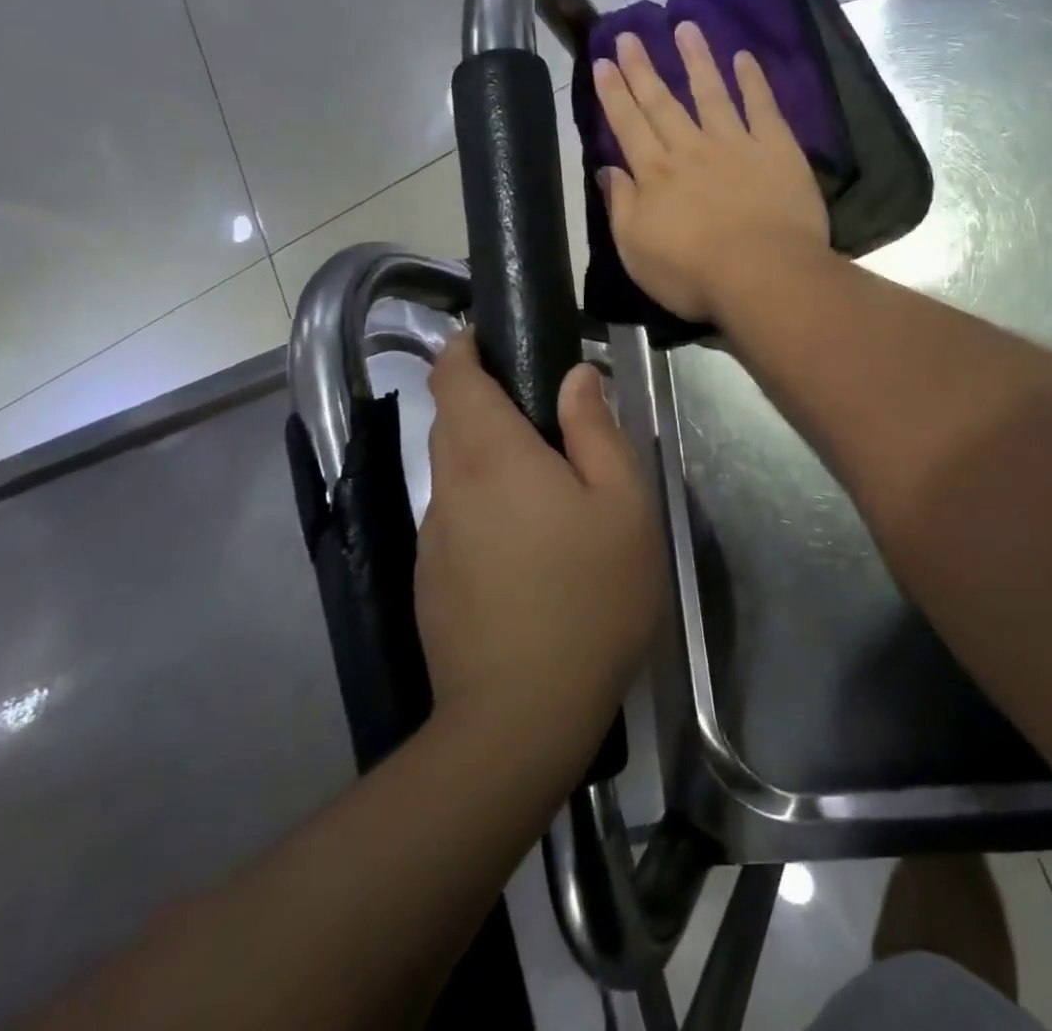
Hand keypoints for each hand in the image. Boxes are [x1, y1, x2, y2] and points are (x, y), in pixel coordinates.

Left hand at [418, 332, 661, 760]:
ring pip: (453, 474)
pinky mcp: (430, 581)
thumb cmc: (589, 595)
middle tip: (546, 418)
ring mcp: (432, 538)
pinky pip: (455, 519)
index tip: (490, 337)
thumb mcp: (621, 503)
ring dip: (488, 460)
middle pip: (451, 421)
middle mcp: (449, 487)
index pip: (453, 377)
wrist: (523, 714)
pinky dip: (483, 508)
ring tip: (546, 490)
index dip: (464, 348)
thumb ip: (596, 429)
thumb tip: (576, 376)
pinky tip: (526, 550)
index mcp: (493, 455)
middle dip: (486, 403)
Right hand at [593, 21, 829, 321]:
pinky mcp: (775, 149)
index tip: (604, 61)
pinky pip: (762, 107)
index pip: (629, 126)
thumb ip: (621, 207)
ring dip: (697, 59)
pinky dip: (753, 81)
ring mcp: (735, 144)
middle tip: (630, 34)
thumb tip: (608, 170)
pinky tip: (745, 58)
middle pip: (663, 102)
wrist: (763, 274)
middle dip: (643, 68)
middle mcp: (690, 150)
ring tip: (685, 27)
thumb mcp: (637, 251)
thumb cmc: (693, 274)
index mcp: (655, 175)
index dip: (614, 93)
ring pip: (711, 92)